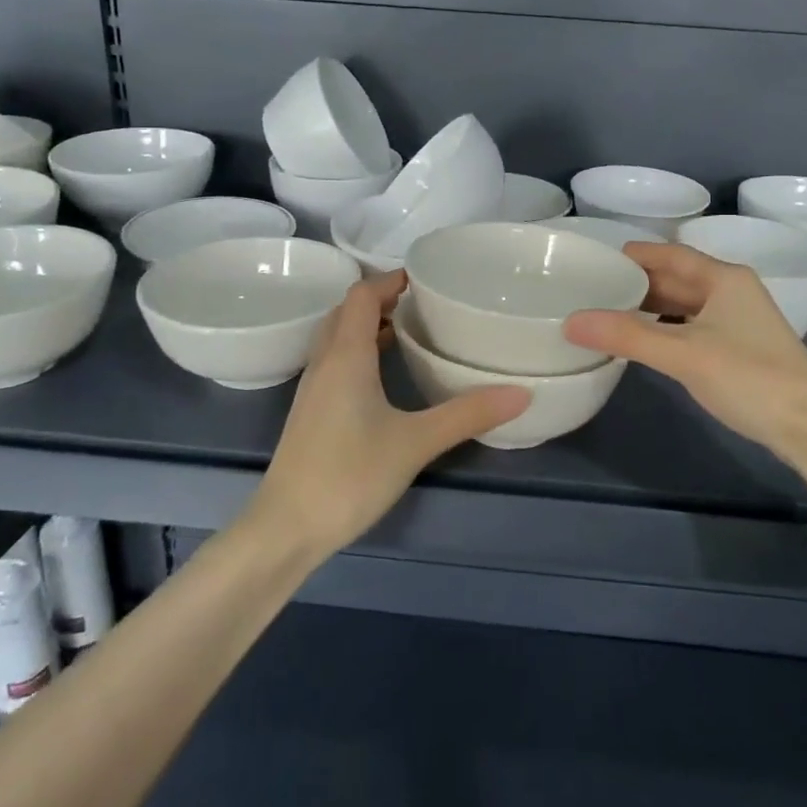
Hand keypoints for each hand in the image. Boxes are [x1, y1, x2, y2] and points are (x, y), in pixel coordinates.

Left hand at [249, 272, 528, 555]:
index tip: (425, 278)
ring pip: (337, 337)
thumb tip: (521, 393)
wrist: (286, 528)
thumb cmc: (348, 475)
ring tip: (408, 331)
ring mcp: (312, 388)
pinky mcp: (310, 412)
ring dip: (367, 325)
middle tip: (422, 303)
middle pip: (347, 311)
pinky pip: (334, 361)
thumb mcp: (416, 442)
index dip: (390, 279)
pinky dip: (358, 351)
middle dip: (381, 299)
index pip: (362, 295)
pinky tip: (383, 377)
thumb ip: (467, 415)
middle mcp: (324, 362)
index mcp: (346, 355)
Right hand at [564, 242, 806, 466]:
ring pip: (684, 305)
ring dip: (650, 308)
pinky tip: (644, 342)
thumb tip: (571, 321)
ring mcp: (739, 321)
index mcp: (724, 278)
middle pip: (677, 278)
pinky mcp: (740, 348)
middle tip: (593, 289)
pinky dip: (666, 329)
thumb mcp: (683, 355)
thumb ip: (627, 336)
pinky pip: (692, 327)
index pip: (671, 254)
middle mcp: (732, 291)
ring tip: (608, 314)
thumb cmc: (749, 378)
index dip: (635, 255)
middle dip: (637, 283)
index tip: (598, 260)